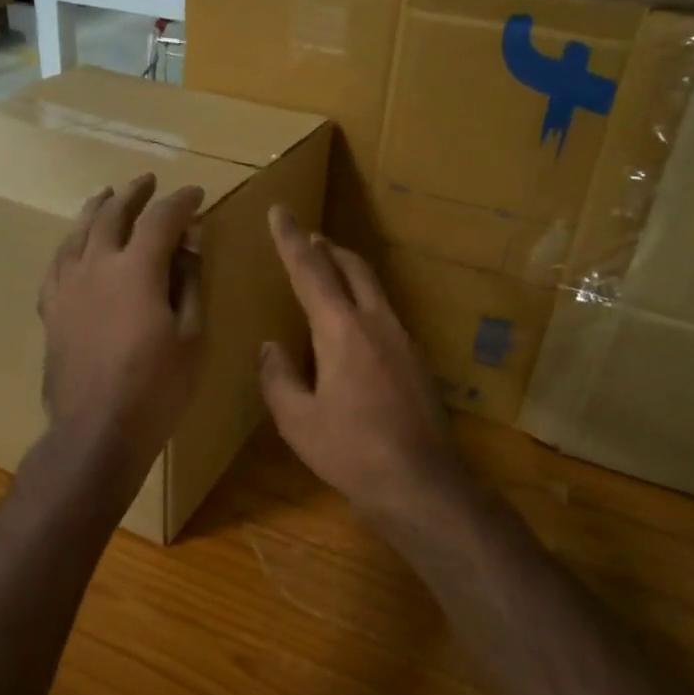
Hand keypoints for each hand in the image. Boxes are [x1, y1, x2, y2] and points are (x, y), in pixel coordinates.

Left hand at [39, 173, 204, 467]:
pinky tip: (74, 245)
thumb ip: (188, 283)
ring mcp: (67, 286)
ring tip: (106, 196)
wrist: (96, 429)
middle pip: (113, 214)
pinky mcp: (51, 309)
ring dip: (96, 209)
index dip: (181, 202)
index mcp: (136, 269)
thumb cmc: (156, 387)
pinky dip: (70, 244)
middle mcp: (96, 266)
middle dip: (134, 194)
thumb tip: (188, 245)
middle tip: (148, 182)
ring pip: (78, 232)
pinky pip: (57, 263)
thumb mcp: (191, 336)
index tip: (196, 194)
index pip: (161, 219)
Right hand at [259, 206, 471, 528]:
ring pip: (373, 287)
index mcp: (342, 331)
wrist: (422, 483)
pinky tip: (351, 325)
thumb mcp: (298, 421)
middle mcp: (376, 323)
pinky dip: (361, 300)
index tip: (279, 211)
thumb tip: (271, 347)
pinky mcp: (416, 359)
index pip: (311, 270)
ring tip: (326, 272)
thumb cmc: (352, 452)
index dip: (291, 239)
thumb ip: (278, 377)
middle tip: (305, 238)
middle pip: (353, 267)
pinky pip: (384, 312)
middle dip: (326, 247)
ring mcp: (403, 339)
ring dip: (347, 271)